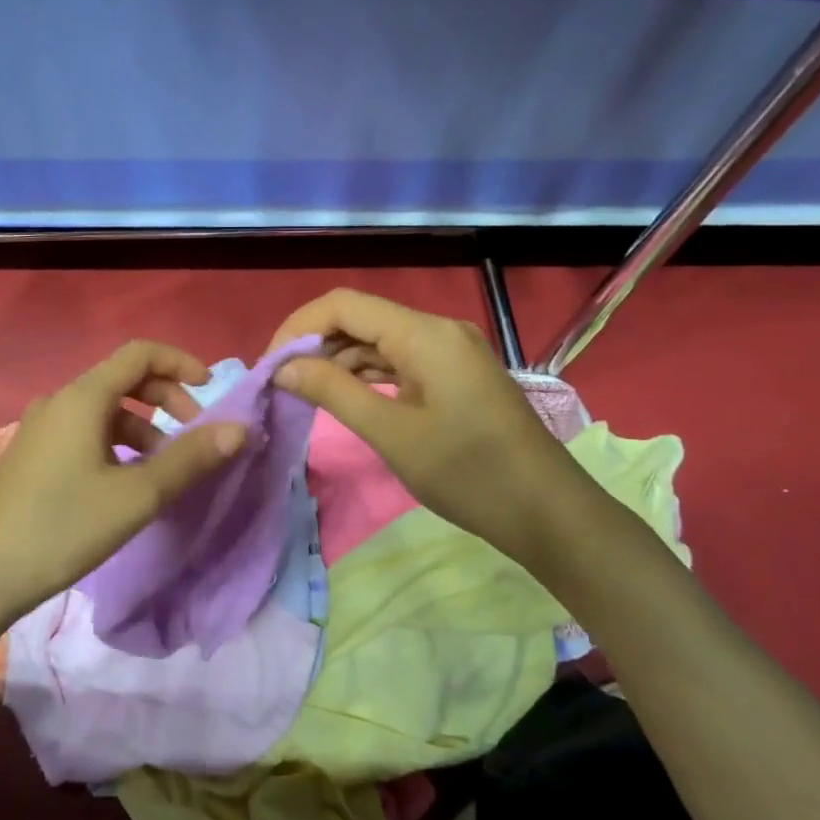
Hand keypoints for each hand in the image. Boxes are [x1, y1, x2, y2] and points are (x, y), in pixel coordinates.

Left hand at [0, 340, 246, 620]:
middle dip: (166, 398)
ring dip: (142, 427)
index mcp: (82, 398)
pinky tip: (125, 481)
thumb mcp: (136, 496)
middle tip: (194, 432)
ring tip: (164, 467)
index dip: (180, 363)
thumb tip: (239, 429)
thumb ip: (189, 459)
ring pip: (104, 410)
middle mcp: (59, 402)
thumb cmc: (63, 527)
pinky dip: (116, 443)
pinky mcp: (32, 455)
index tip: (211, 390)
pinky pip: (84, 432)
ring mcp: (41, 428)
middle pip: (122, 379)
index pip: (139, 354)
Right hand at [267, 289, 595, 564]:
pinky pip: (399, 360)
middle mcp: (437, 330)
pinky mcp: (455, 374)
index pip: (343, 305)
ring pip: (378, 341)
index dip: (298, 328)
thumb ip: (333, 392)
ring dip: (338, 362)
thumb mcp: (392, 434)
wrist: (549, 513)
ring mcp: (450, 351)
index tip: (270, 366)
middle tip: (281, 384)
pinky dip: (366, 375)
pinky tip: (343, 397)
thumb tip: (283, 369)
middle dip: (315, 345)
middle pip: (360, 319)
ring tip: (303, 393)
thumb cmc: (469, 474)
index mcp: (425, 334)